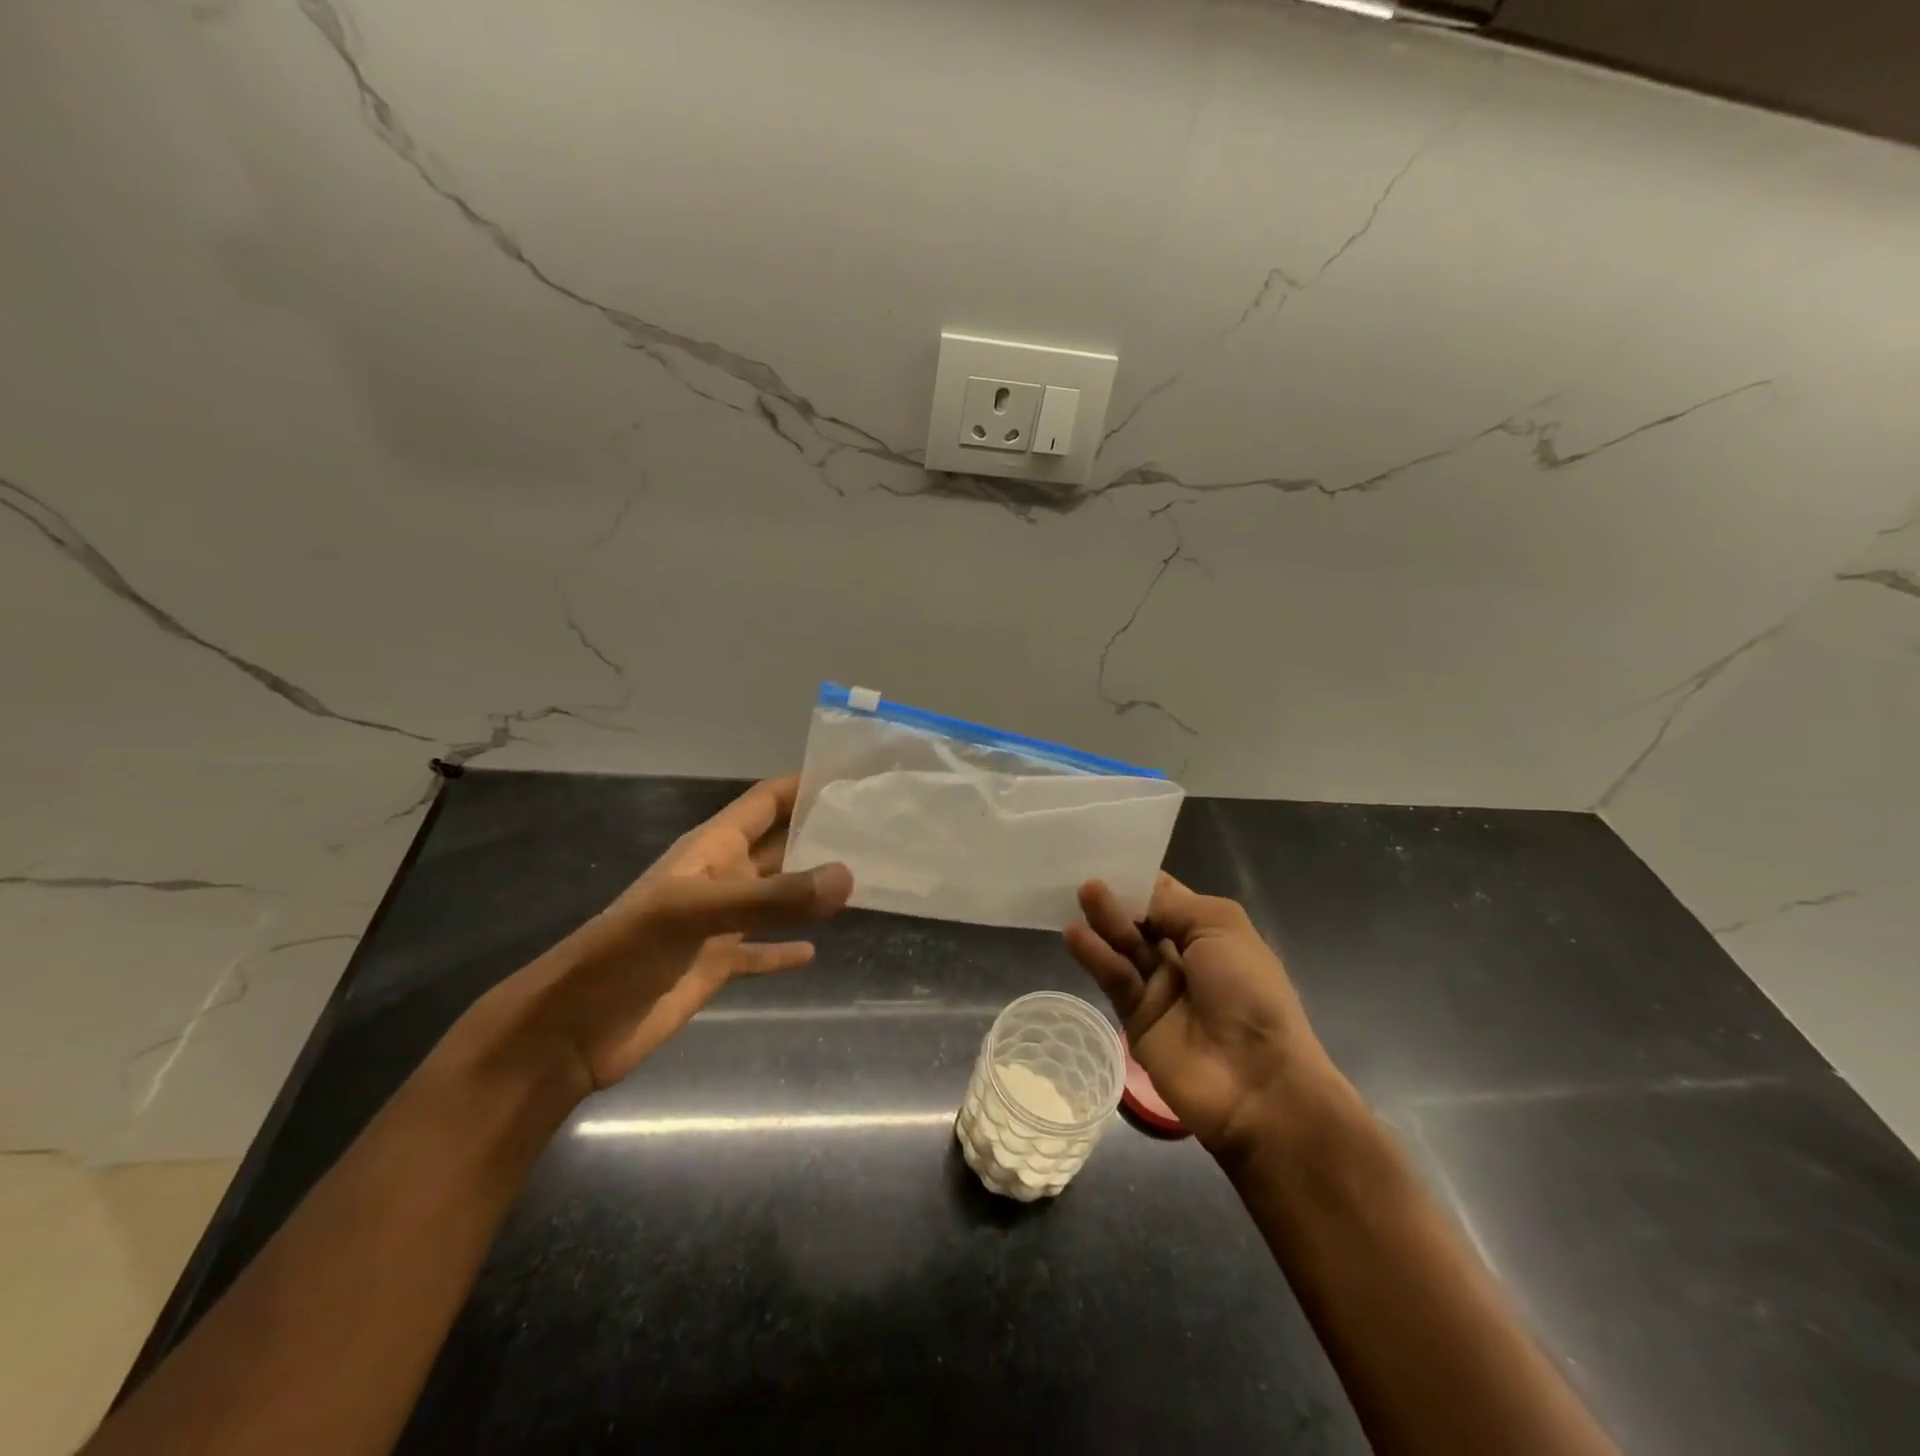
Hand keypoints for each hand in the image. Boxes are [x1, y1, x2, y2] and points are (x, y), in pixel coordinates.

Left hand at [467, 775, 851, 1096]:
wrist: (572, 1028)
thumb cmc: (627, 952)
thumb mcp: (696, 912)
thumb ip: (772, 898)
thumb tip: (848, 876)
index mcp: (711, 849)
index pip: (765, 801)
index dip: (802, 784)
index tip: (850, 774)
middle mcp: (721, 878)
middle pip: (778, 845)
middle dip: (818, 834)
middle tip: (873, 827)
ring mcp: (718, 924)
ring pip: (776, 897)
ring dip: (810, 890)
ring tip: (860, 880)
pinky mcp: (716, 965)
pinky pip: (760, 951)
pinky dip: (784, 950)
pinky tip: (813, 952)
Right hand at [1065, 874, 1333, 1160]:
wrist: (1259, 1083)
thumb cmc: (1250, 992)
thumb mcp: (1220, 927)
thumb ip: (1170, 905)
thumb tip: (1132, 895)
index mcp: (1209, 931)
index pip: (1166, 896)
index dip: (1139, 877)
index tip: (1105, 855)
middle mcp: (1182, 955)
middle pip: (1140, 919)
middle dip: (1117, 897)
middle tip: (1086, 875)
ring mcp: (1159, 988)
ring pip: (1123, 946)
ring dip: (1104, 920)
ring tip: (1082, 894)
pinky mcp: (1136, 1018)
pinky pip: (1114, 980)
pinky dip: (1096, 957)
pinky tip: (1075, 935)